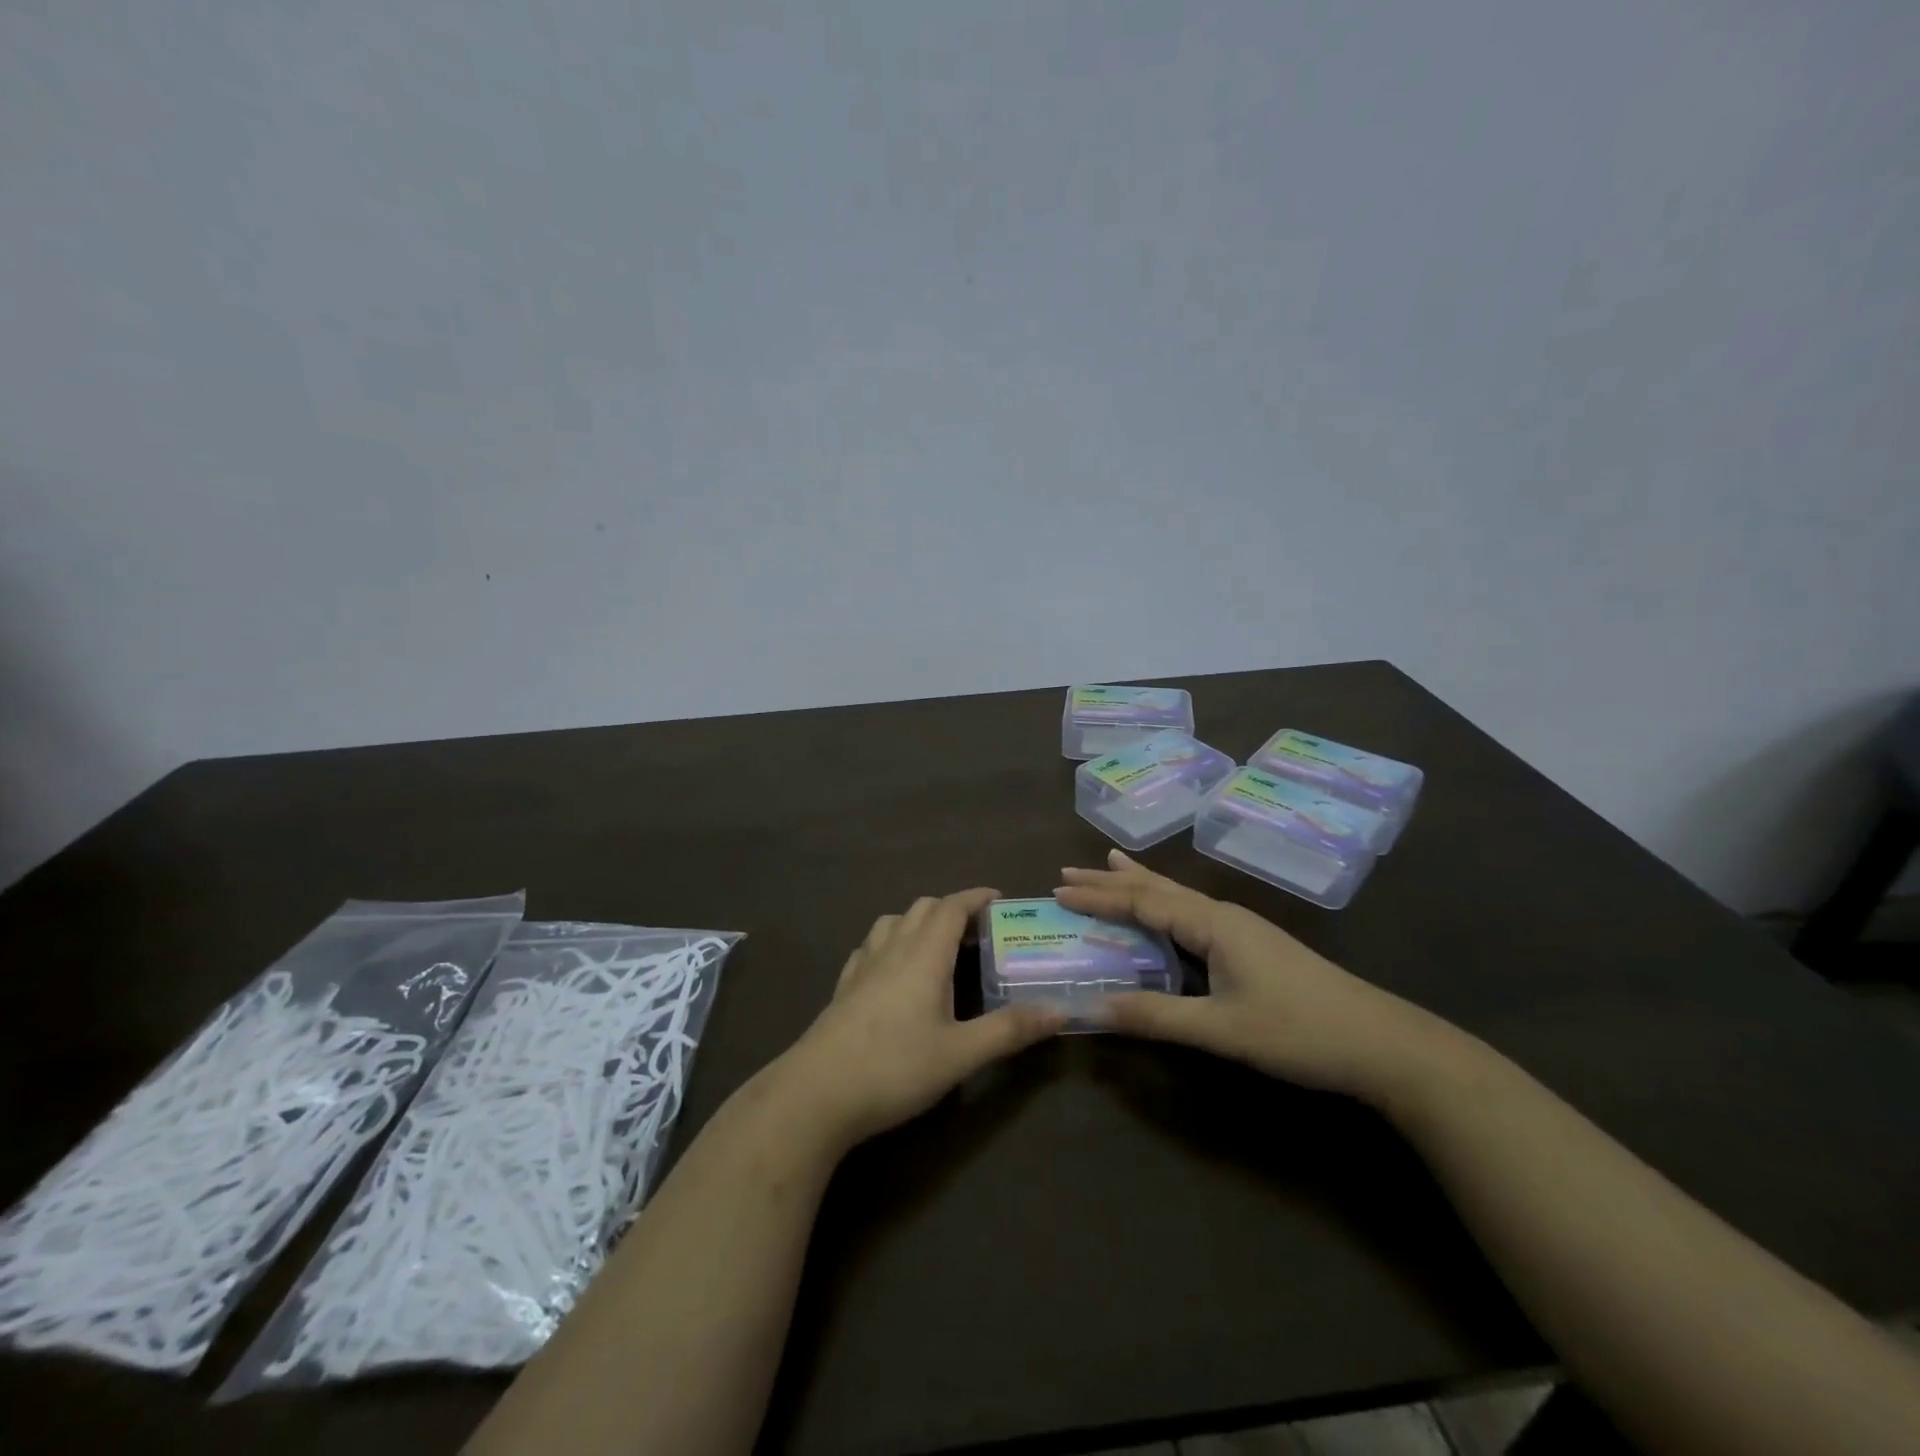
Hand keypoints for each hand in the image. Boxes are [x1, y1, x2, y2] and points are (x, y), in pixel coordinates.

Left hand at [772, 888, 1064, 1150]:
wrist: (816, 1094)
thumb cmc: (894, 1068)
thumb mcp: (960, 1054)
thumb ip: (1009, 1030)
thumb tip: (1058, 1010)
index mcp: (923, 956)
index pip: (951, 907)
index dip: (975, 897)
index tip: (999, 898)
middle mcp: (892, 950)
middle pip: (922, 908)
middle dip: (950, 909)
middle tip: (976, 931)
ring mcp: (862, 967)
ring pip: (891, 923)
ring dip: (917, 922)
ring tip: (937, 947)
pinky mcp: (842, 989)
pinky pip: (869, 947)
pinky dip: (889, 943)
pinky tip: (893, 972)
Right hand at [1056, 851, 1458, 1103]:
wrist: (1381, 1044)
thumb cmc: (1298, 1032)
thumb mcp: (1221, 1030)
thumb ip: (1156, 1017)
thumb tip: (1093, 1009)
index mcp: (1212, 924)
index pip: (1142, 901)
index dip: (1098, 898)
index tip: (1057, 890)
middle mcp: (1222, 914)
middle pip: (1157, 889)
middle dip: (1111, 880)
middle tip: (1068, 870)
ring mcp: (1241, 927)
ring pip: (1176, 896)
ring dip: (1138, 883)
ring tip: (1109, 863)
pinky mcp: (1253, 944)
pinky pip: (1192, 911)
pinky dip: (1165, 902)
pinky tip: (1168, 908)